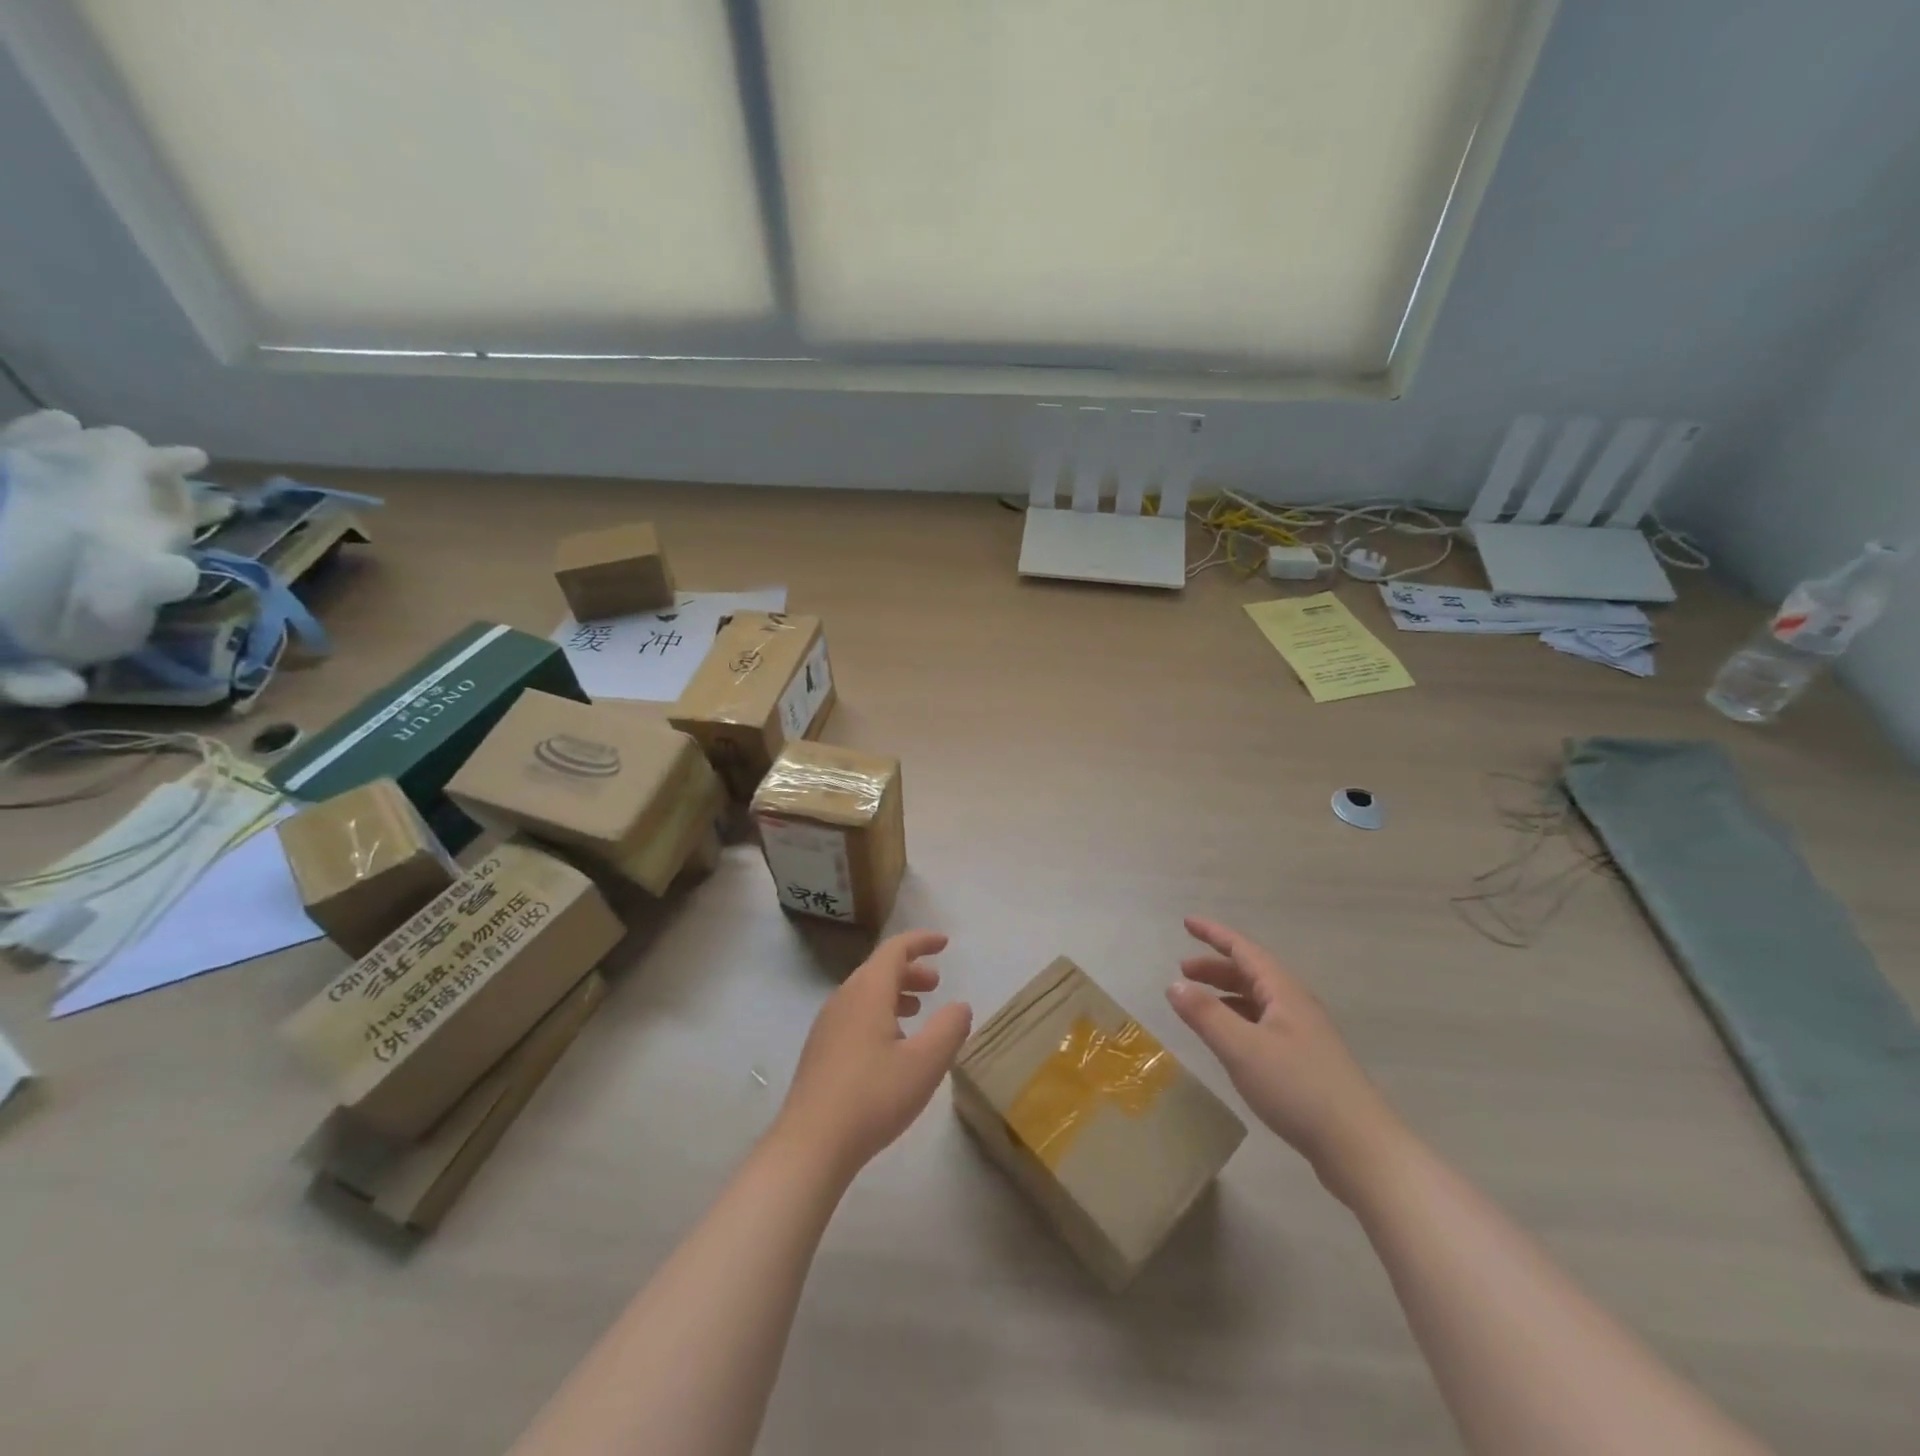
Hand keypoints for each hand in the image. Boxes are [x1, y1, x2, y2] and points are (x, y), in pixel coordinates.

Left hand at [775, 930, 973, 1181]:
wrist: (810, 1144)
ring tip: (918, 1010)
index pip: (895, 949)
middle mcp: (844, 999)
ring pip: (865, 993)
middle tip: (936, 984)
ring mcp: (827, 1025)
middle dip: (910, 970)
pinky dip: (879, 1013)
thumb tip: (960, 1006)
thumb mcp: (925, 1063)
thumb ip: (949, 1029)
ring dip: (895, 993)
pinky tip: (891, 1045)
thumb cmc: (873, 1096)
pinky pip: (854, 1014)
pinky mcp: (820, 1050)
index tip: (944, 943)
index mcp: (868, 991)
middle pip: (879, 969)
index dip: (921, 941)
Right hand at [1167, 917, 1404, 1199]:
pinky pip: (1264, 1024)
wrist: (1359, 1147)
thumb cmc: (1298, 1088)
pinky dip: (1239, 1020)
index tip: (1187, 922)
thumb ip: (1205, 1014)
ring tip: (1198, 1003)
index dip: (1214, 934)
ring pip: (1258, 1000)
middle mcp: (1295, 1005)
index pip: (1243, 950)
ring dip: (1226, 994)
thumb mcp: (1241, 1049)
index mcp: (1283, 992)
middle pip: (1251, 973)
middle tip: (1182, 970)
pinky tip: (1229, 1040)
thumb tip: (1174, 984)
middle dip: (1215, 967)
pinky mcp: (1306, 1063)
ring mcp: (1304, 1035)